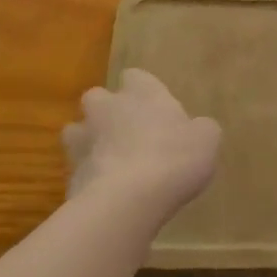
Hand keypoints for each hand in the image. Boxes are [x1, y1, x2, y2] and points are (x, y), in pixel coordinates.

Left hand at [64, 69, 220, 220]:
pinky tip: (105, 193)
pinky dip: (88, 177)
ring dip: (88, 141)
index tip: (153, 105)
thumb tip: (194, 129)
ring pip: (76, 131)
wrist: (128, 200)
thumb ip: (199, 129)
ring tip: (108, 161)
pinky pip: (77, 169)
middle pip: (97, 97)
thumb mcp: (207, 139)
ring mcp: (84, 140)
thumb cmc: (174, 158)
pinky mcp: (70, 174)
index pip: (135, 76)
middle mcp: (109, 108)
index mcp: (143, 92)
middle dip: (106, 110)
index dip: (142, 89)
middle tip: (126, 130)